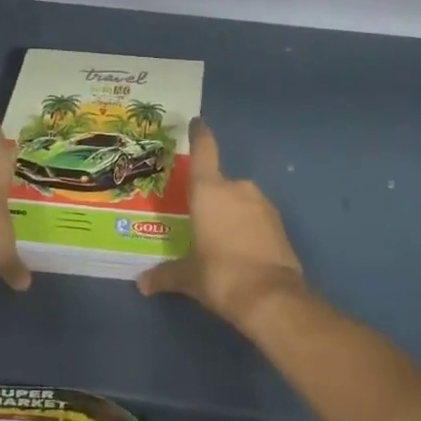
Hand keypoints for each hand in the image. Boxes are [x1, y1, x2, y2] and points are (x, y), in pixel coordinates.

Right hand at [138, 119, 303, 326]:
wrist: (272, 298)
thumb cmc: (220, 275)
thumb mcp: (188, 277)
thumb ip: (165, 275)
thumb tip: (142, 284)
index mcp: (209, 191)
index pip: (204, 150)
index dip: (199, 134)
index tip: (196, 122)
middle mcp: (236, 188)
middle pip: (219, 182)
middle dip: (210, 197)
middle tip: (198, 218)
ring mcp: (261, 203)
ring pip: (239, 200)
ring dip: (230, 213)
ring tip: (220, 240)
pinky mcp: (278, 222)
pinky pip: (255, 216)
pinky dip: (247, 226)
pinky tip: (241, 250)